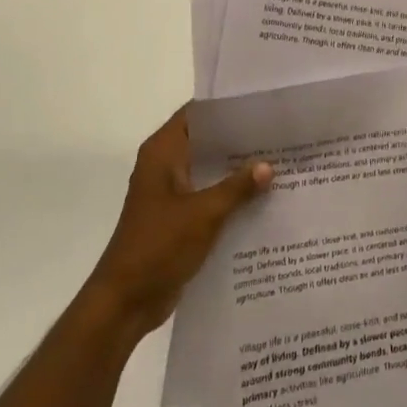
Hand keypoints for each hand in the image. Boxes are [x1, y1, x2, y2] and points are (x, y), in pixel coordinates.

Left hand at [85, 107, 272, 340]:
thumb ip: (237, 187)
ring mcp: (171, 193)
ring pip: (210, 171)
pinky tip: (264, 199)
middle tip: (281, 134)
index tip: (261, 104)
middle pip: (207, 142)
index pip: (197, 113)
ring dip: (238, 171)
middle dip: (240, 140)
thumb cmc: (158, 246)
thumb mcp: (203, 213)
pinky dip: (231, 196)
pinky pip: (209, 197)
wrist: (125, 301)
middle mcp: (165, 165)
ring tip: (281, 163)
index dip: (227, 107)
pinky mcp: (178, 218)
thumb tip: (269, 165)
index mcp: (163, 153)